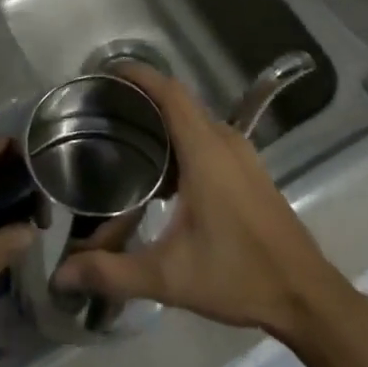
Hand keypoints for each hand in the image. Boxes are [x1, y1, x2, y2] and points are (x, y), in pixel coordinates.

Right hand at [52, 62, 354, 341]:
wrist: (306, 295)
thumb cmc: (238, 276)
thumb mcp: (169, 278)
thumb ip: (112, 272)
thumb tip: (61, 274)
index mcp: (206, 152)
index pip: (171, 94)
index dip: (140, 76)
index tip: (107, 72)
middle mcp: (225, 141)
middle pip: (180, 102)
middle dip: (143, 98)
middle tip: (104, 109)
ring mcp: (242, 154)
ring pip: (195, 121)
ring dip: (163, 121)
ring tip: (125, 136)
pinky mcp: (249, 170)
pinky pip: (208, 137)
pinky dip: (181, 140)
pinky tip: (161, 174)